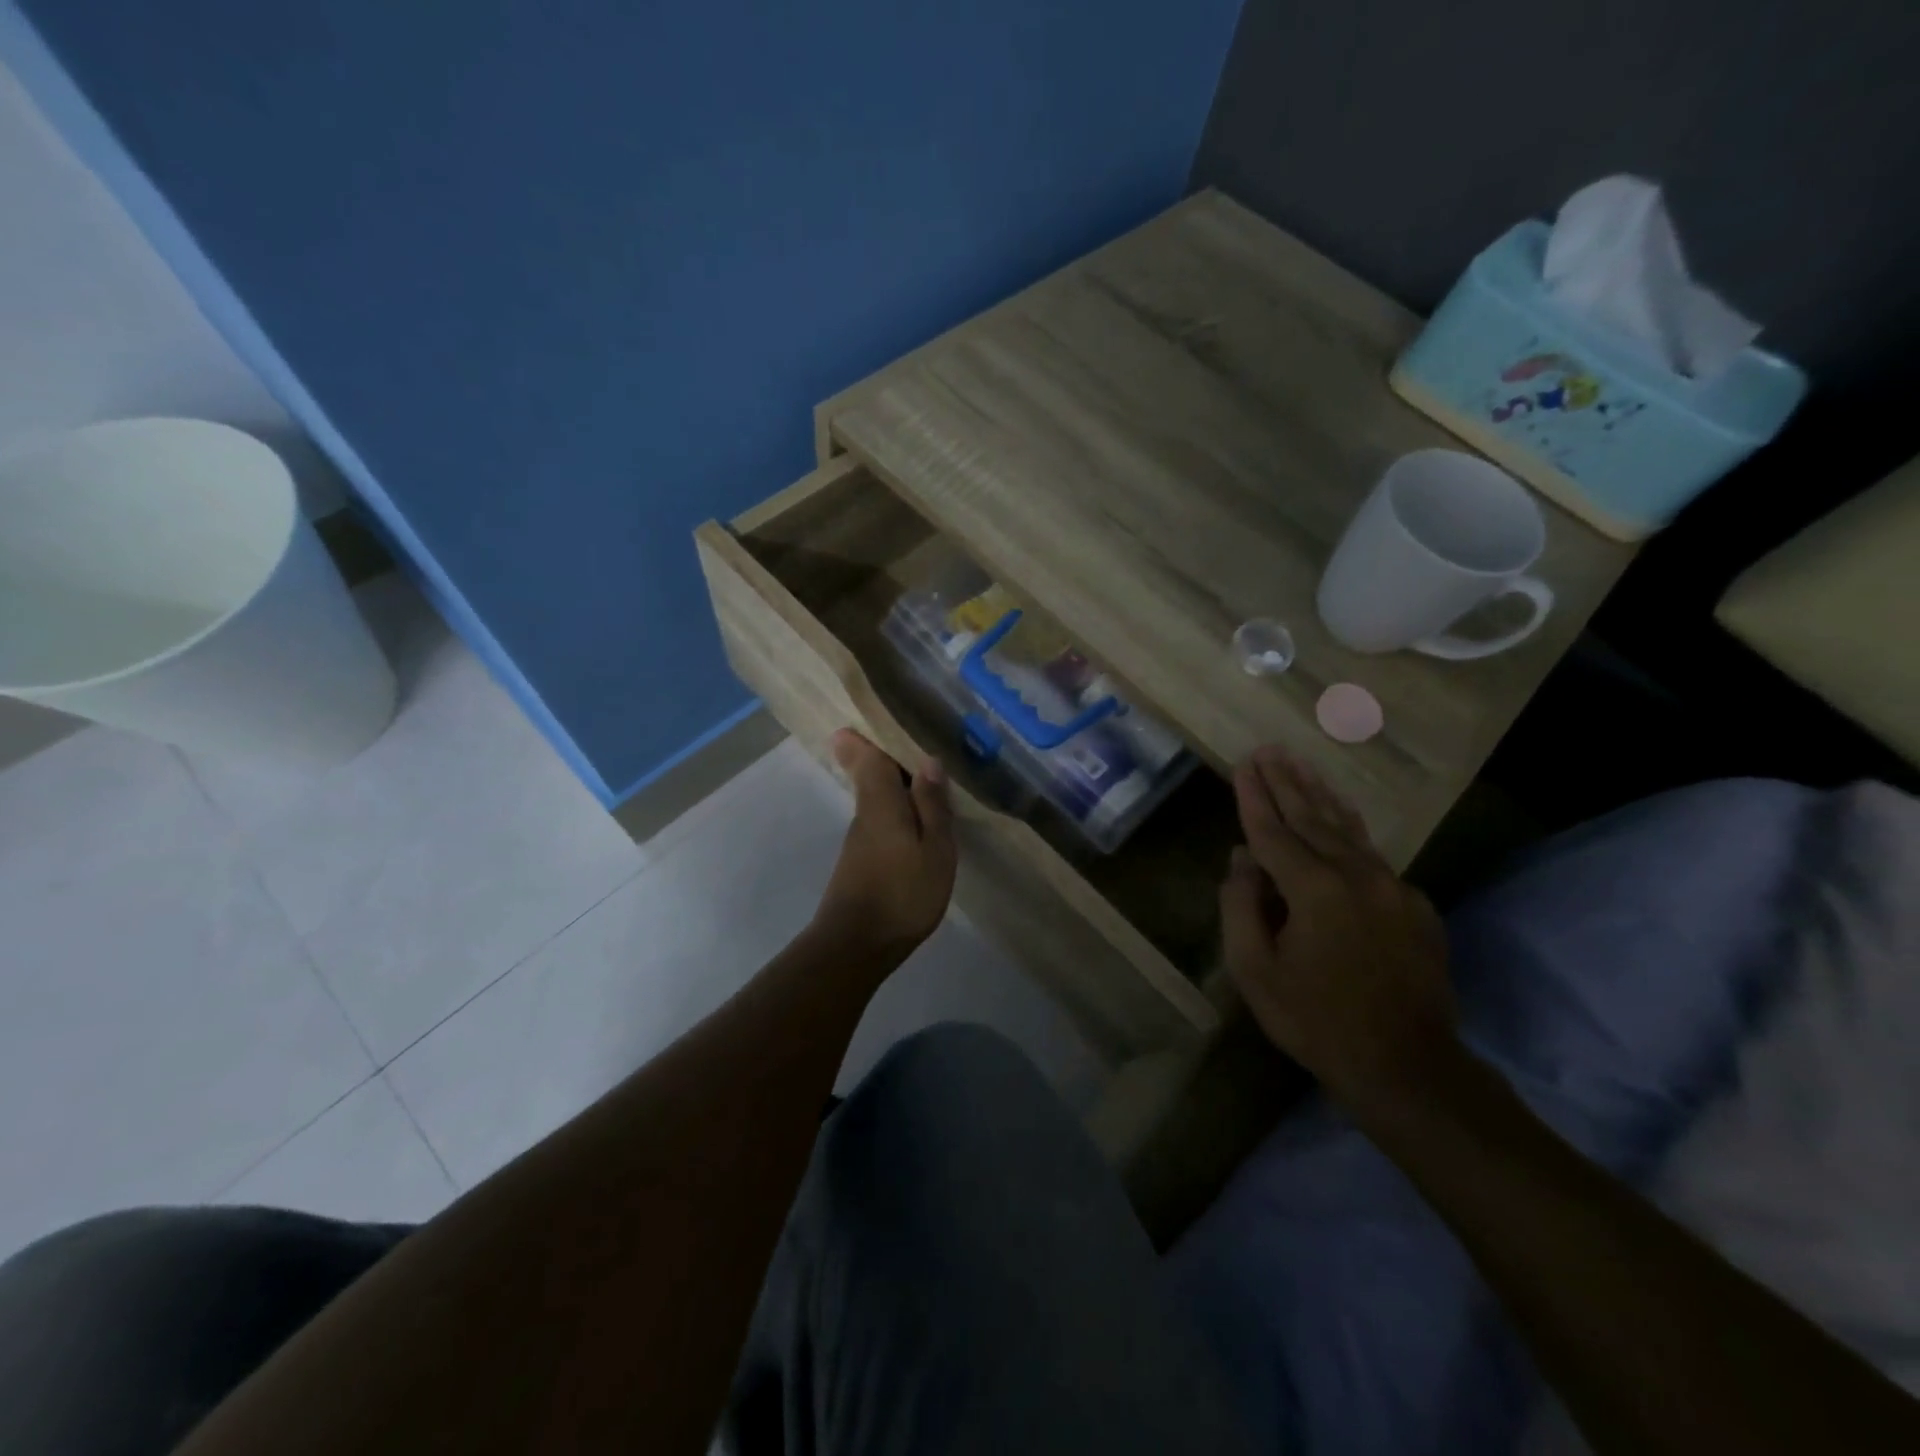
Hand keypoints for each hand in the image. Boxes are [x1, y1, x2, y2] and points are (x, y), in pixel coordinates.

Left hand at [812, 728, 957, 961]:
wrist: (856, 946)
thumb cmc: (902, 894)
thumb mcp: (934, 849)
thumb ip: (932, 805)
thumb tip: (928, 761)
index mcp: (881, 802)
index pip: (868, 758)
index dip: (864, 738)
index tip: (864, 720)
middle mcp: (865, 814)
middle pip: (870, 774)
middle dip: (883, 756)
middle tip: (908, 741)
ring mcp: (860, 839)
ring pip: (876, 799)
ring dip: (895, 785)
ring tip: (926, 779)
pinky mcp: (860, 861)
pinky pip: (880, 821)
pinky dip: (896, 812)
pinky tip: (917, 823)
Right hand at [1221, 745, 1458, 1117]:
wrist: (1408, 1066)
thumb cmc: (1317, 1021)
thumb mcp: (1255, 970)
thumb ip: (1241, 906)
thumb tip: (1242, 859)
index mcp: (1314, 889)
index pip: (1273, 830)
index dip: (1253, 797)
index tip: (1242, 764)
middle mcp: (1356, 875)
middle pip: (1312, 817)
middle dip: (1286, 782)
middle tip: (1269, 749)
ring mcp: (1393, 887)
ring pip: (1348, 828)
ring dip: (1320, 794)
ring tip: (1301, 763)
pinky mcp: (1415, 904)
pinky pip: (1372, 854)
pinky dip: (1349, 827)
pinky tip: (1339, 815)